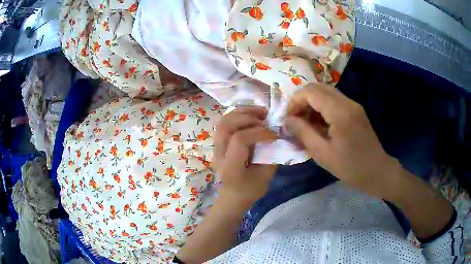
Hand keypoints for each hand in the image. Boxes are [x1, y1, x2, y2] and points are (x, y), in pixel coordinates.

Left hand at [214, 106, 278, 205]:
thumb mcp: (266, 177)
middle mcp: (219, 154)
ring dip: (242, 112)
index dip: (258, 133)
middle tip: (266, 117)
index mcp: (231, 166)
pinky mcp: (218, 143)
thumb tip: (279, 135)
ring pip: (223, 121)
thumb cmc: (250, 190)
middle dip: (248, 117)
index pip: (239, 140)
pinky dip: (238, 115)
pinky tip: (251, 115)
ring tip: (259, 112)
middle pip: (226, 125)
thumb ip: (272, 155)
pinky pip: (225, 123)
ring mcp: (215, 148)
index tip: (274, 136)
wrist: (232, 197)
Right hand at [286, 84, 401, 199]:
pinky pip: (335, 101)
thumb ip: (303, 133)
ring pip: (326, 92)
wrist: (377, 171)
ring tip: (306, 123)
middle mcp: (348, 102)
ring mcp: (353, 105)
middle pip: (318, 87)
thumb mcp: (323, 154)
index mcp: (340, 112)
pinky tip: (320, 124)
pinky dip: (322, 107)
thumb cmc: (350, 167)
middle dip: (302, 100)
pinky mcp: (356, 110)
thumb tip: (287, 120)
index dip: (295, 101)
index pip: (311, 92)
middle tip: (295, 118)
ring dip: (312, 103)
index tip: (288, 118)